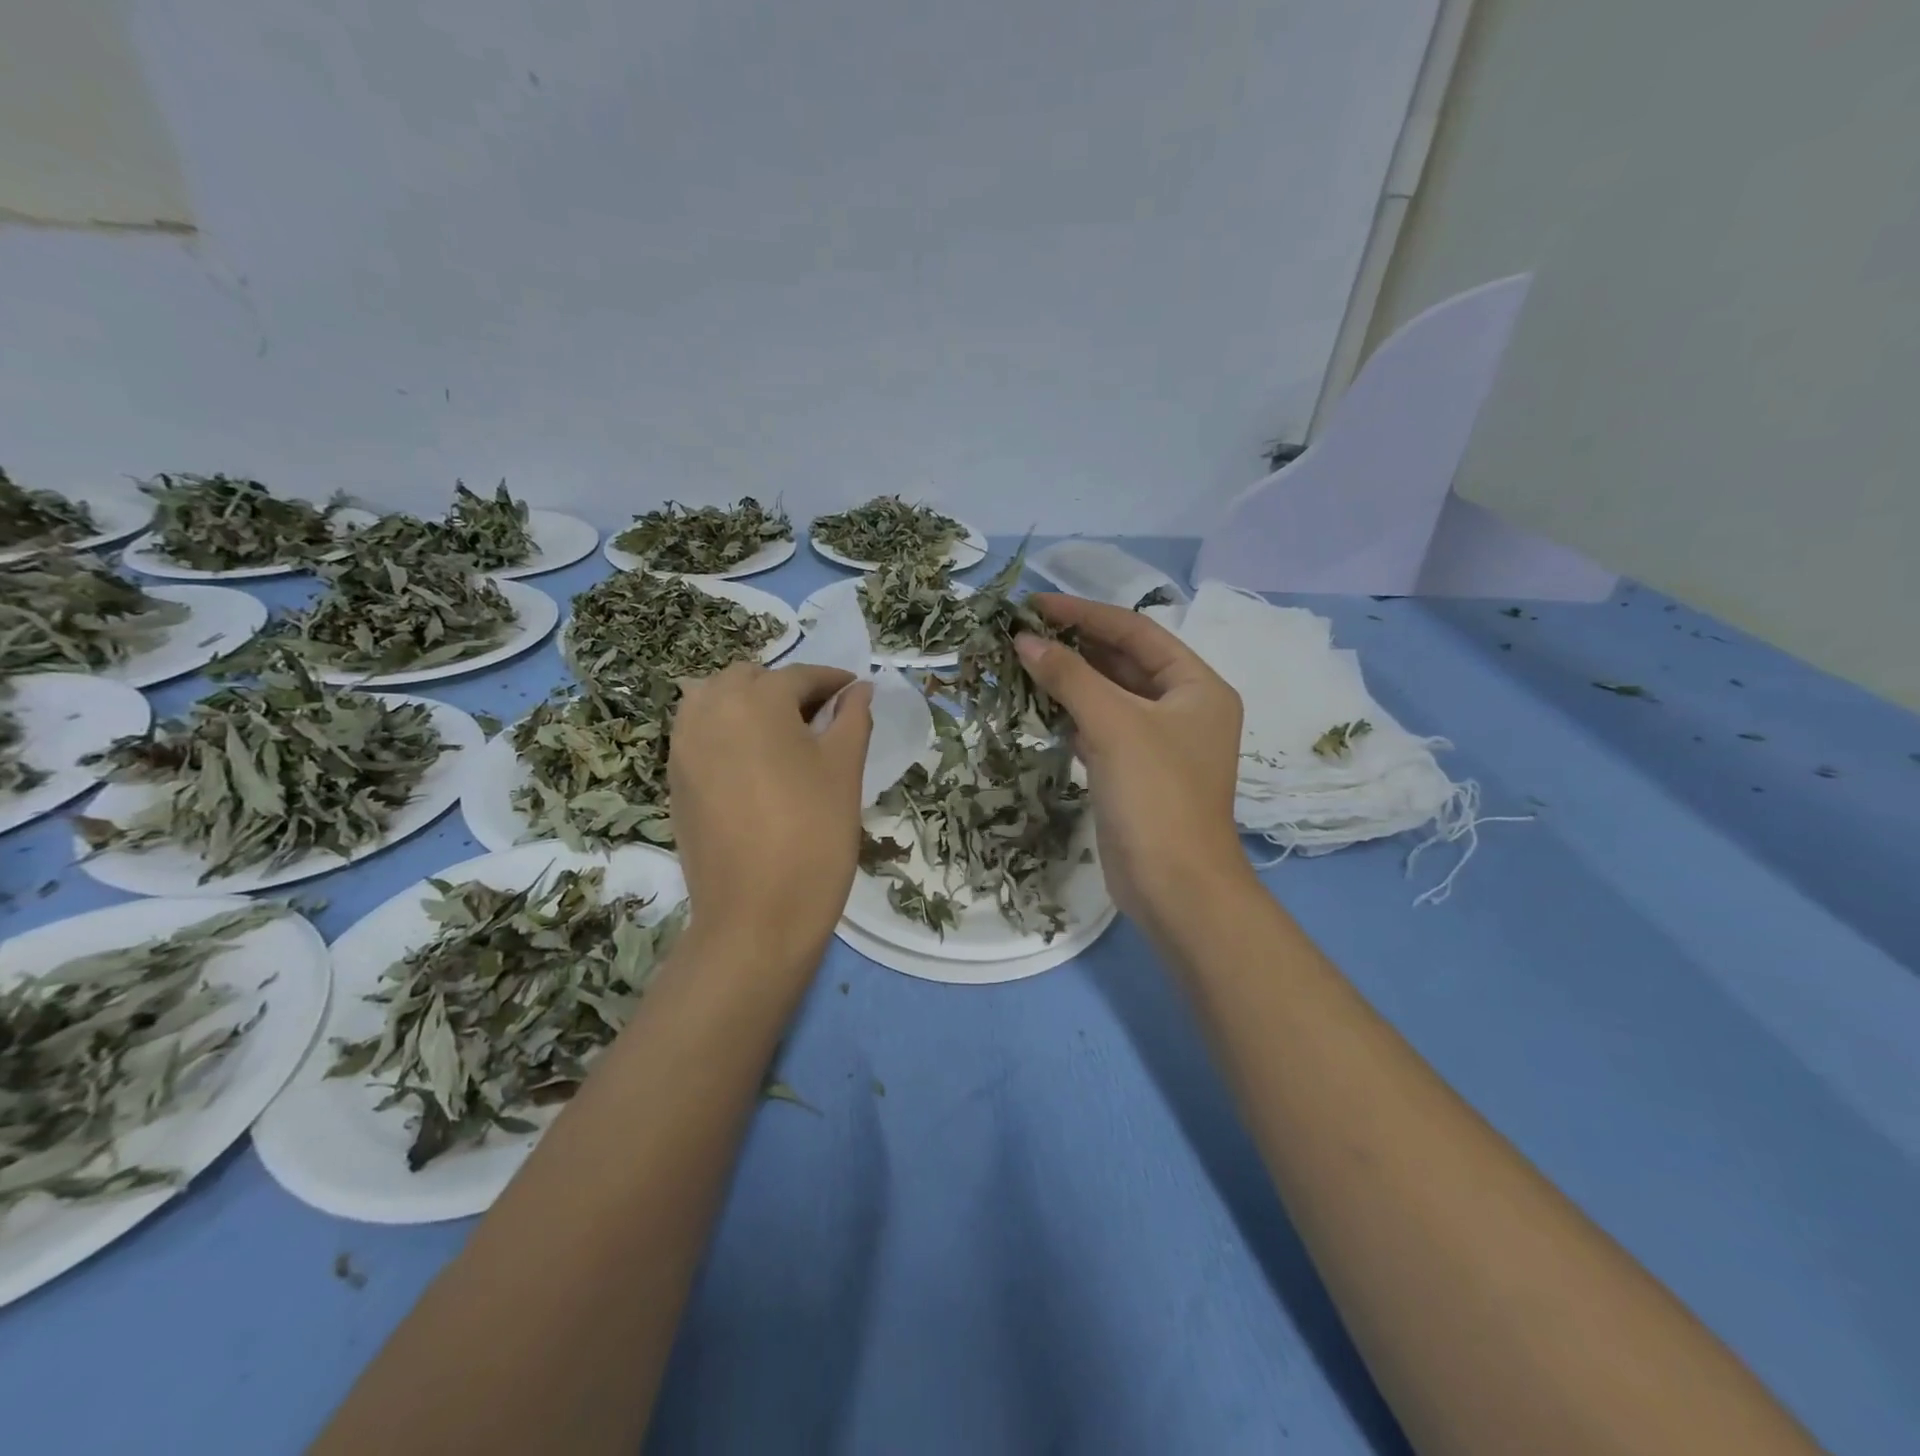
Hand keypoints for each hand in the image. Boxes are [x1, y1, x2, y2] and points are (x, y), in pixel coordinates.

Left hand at [668, 663, 873, 970]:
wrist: (756, 916)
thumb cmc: (813, 834)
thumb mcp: (844, 769)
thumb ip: (853, 718)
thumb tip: (860, 689)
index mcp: (756, 699)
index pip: (800, 676)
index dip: (833, 682)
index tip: (856, 691)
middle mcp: (710, 709)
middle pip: (751, 680)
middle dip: (788, 689)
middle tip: (822, 719)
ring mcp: (684, 745)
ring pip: (716, 700)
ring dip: (750, 704)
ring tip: (784, 737)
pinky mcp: (674, 779)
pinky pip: (700, 733)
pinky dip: (727, 730)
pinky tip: (754, 762)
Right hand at [1016, 594, 1250, 936]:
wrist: (1174, 887)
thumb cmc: (1156, 795)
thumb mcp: (1115, 725)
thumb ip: (1070, 677)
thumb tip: (1025, 640)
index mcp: (1196, 686)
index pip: (1136, 632)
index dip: (1085, 613)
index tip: (1035, 603)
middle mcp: (1182, 708)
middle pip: (1122, 661)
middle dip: (1074, 645)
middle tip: (1021, 631)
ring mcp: (1158, 743)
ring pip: (1108, 696)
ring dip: (1068, 680)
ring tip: (1020, 660)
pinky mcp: (1133, 772)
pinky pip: (1099, 729)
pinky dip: (1071, 716)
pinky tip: (1038, 704)